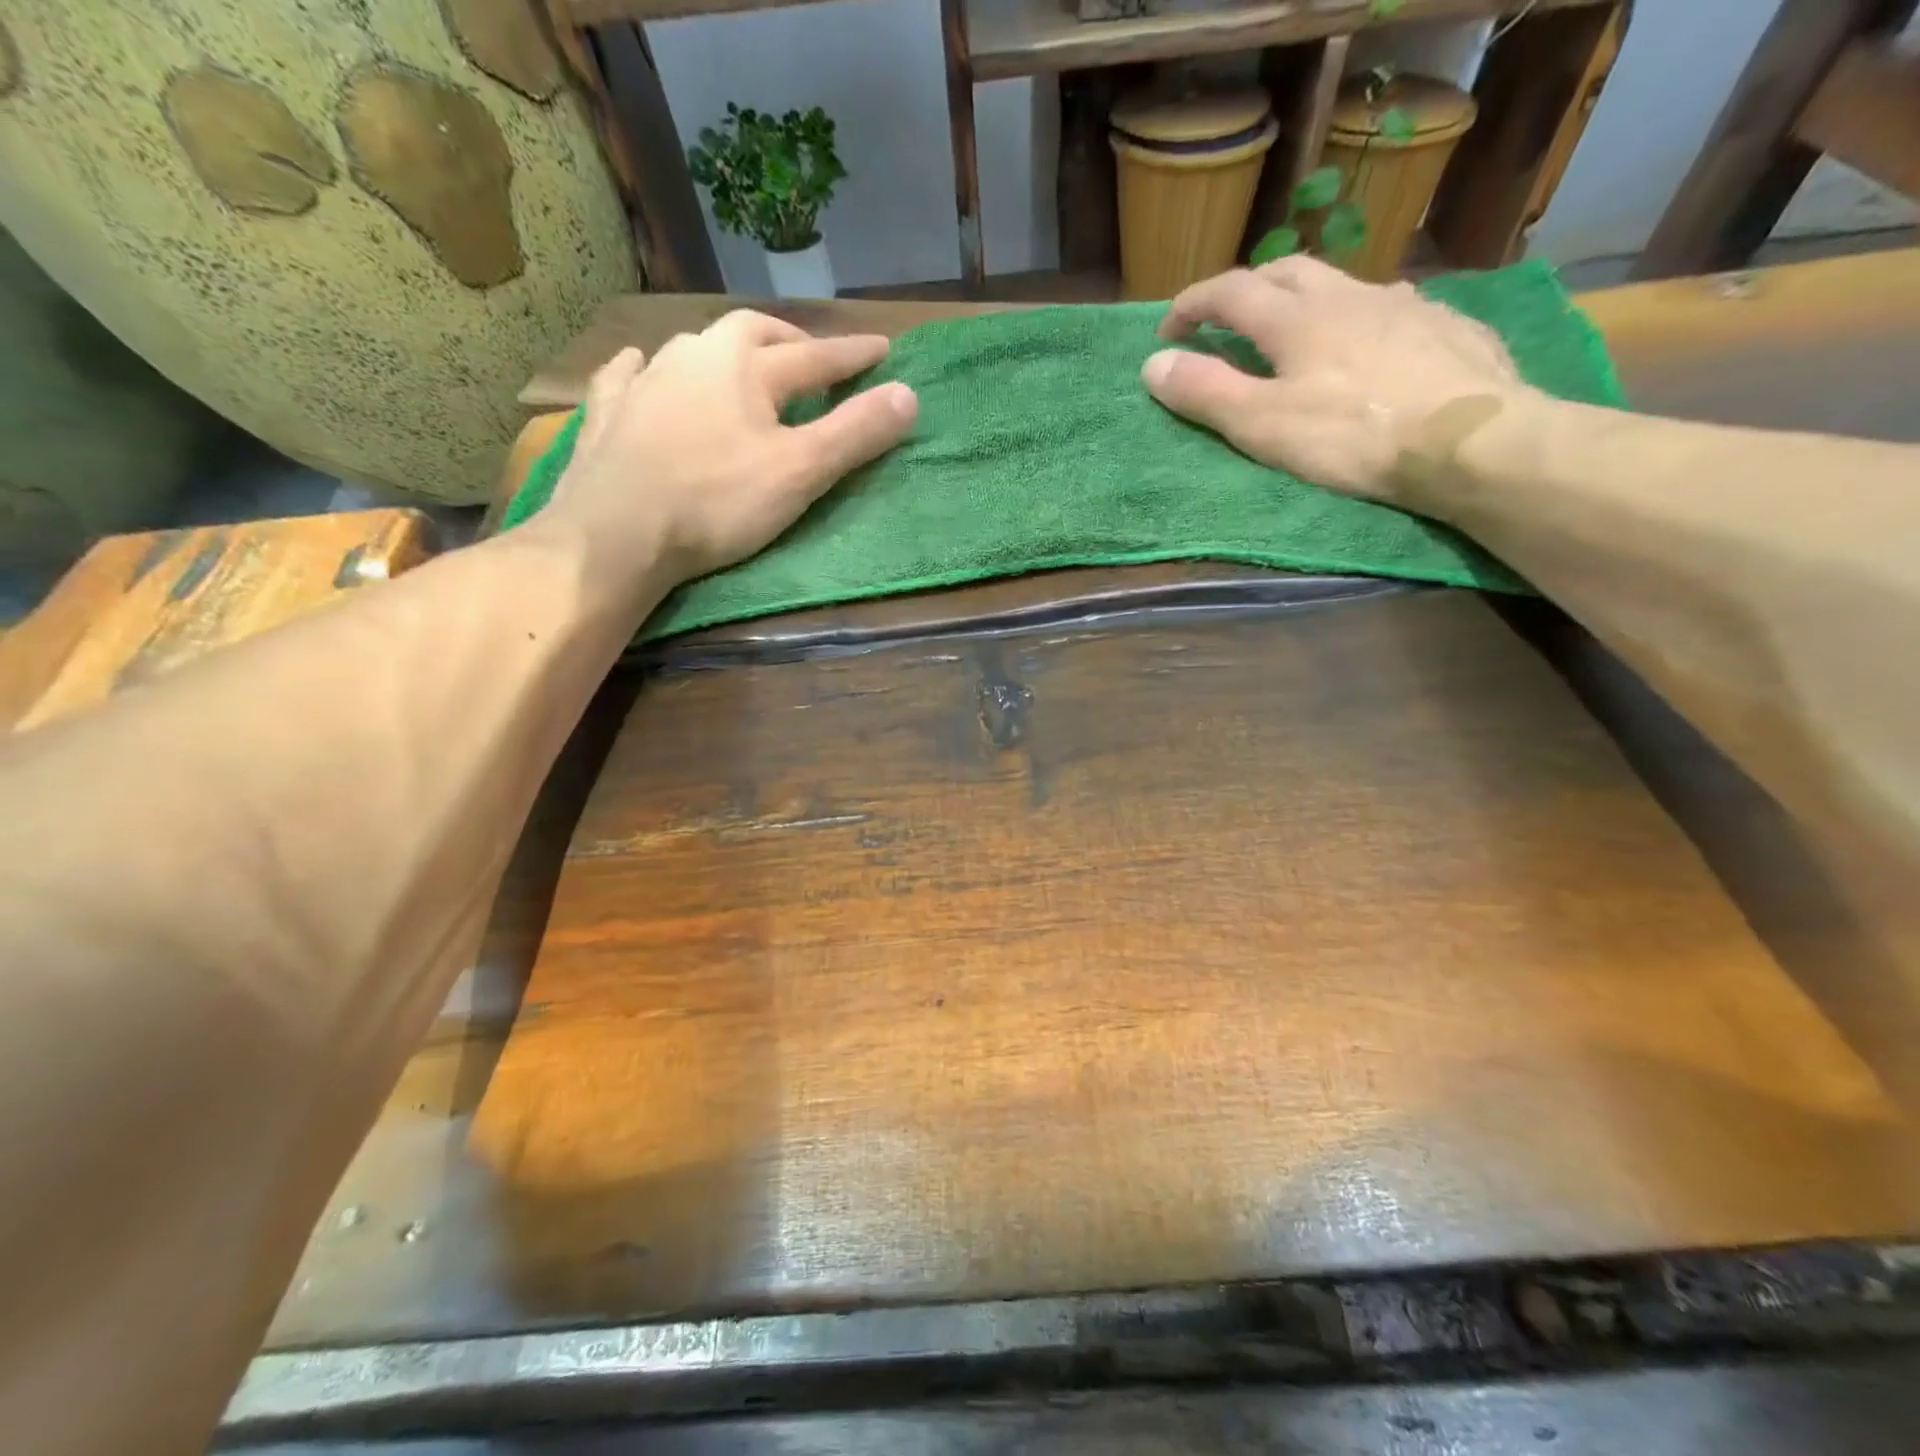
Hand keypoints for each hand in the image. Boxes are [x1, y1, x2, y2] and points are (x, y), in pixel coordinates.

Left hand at [545, 310, 917, 583]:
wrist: (616, 532)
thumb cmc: (716, 502)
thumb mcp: (801, 472)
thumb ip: (855, 433)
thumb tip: (910, 394)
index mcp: (747, 367)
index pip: (815, 357)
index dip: (853, 357)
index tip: (883, 350)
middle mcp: (695, 356)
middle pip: (752, 333)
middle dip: (788, 342)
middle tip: (809, 356)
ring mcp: (645, 380)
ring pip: (693, 347)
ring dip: (724, 351)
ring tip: (739, 366)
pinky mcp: (608, 411)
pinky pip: (629, 373)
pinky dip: (647, 369)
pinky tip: (642, 368)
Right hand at [1141, 257, 1532, 503]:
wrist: (1469, 440)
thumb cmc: (1352, 436)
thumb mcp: (1262, 424)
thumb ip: (1206, 393)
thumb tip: (1152, 364)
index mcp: (1297, 317)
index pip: (1230, 291)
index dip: (1192, 304)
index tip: (1167, 330)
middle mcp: (1348, 295)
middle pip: (1287, 270)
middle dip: (1247, 290)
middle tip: (1226, 322)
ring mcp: (1403, 305)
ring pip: (1342, 285)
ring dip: (1305, 300)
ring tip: (1295, 334)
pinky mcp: (1446, 326)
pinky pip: (1390, 308)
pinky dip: (1358, 319)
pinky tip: (1368, 346)